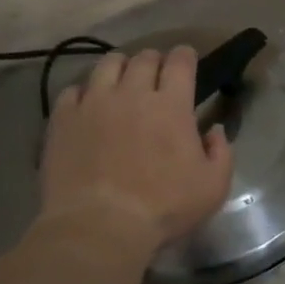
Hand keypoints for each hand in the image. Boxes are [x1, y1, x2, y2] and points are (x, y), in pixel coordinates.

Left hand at [39, 47, 233, 254]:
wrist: (99, 227)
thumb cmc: (163, 208)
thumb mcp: (213, 187)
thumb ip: (221, 152)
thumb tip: (214, 129)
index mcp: (171, 105)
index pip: (181, 61)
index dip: (186, 56)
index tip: (187, 61)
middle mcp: (132, 92)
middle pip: (144, 58)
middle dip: (154, 60)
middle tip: (156, 75)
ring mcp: (94, 102)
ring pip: (107, 64)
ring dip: (120, 67)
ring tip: (121, 81)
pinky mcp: (64, 118)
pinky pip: (73, 90)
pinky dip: (85, 92)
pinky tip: (88, 106)